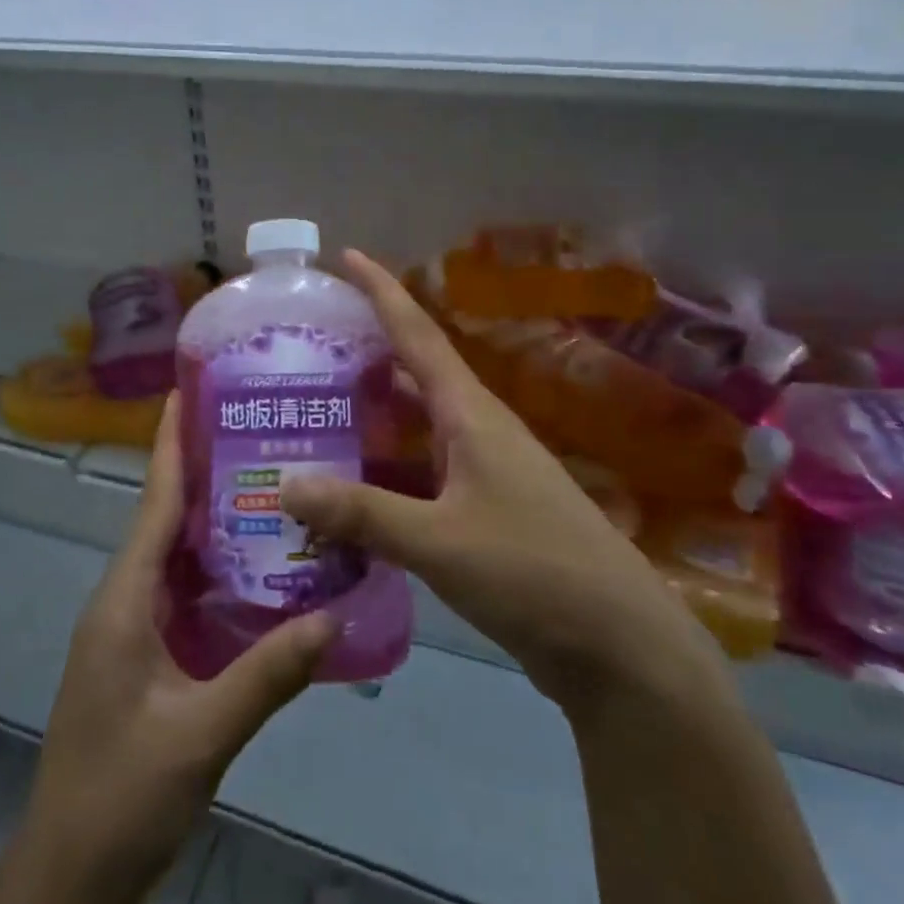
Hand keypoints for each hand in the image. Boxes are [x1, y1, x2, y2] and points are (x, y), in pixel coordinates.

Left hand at [8, 393, 336, 903]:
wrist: (72, 872)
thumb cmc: (123, 794)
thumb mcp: (201, 734)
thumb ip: (267, 675)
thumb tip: (332, 616)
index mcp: (123, 601)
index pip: (154, 505)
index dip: (171, 447)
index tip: (188, 393)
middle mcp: (122, 601)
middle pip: (165, 520)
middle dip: (203, 471)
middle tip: (256, 429)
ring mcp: (130, 630)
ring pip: (175, 556)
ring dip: (212, 520)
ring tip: (267, 480)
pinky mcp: (143, 655)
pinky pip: (181, 592)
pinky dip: (215, 568)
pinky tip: (257, 565)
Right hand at [281, 251, 722, 716]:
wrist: (620, 647)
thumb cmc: (533, 573)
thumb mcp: (439, 542)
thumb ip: (361, 513)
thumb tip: (284, 485)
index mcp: (472, 415)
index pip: (418, 334)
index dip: (382, 291)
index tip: (345, 255)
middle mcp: (478, 431)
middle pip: (415, 374)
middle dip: (366, 352)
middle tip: (308, 345)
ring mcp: (485, 472)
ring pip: (418, 427)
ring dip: (374, 414)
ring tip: (316, 409)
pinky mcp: (486, 513)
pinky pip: (423, 472)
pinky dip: (386, 469)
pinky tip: (353, 487)